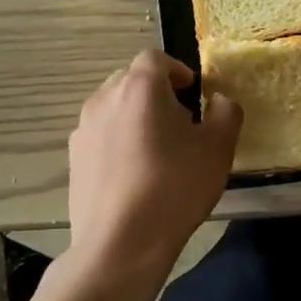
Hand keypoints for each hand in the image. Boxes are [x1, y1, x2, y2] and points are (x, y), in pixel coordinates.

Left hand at [67, 51, 241, 284]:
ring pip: (113, 108)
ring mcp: (83, 130)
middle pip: (131, 80)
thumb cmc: (175, 186)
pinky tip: (134, 174)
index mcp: (140, 87)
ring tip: (156, 149)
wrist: (121, 243)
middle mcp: (105, 99)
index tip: (193, 92)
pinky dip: (118, 142)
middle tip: (180, 121)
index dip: (177, 70)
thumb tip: (219, 101)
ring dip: (135, 117)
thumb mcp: (218, 148)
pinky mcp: (74, 159)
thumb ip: (226, 113)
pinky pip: (101, 136)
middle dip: (156, 93)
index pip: (155, 58)